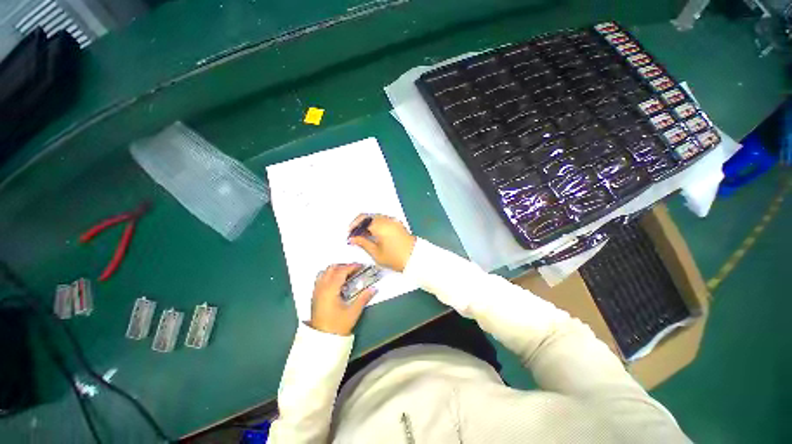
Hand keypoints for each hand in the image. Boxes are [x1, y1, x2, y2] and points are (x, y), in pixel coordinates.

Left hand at [309, 264, 375, 335]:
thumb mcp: (353, 312)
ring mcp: (316, 291)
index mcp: (330, 289)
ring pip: (325, 272)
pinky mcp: (315, 296)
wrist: (322, 340)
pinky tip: (337, 283)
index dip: (352, 266)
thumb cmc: (337, 326)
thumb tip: (373, 289)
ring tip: (346, 275)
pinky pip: (321, 278)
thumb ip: (363, 298)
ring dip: (336, 270)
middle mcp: (322, 287)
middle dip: (344, 266)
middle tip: (355, 270)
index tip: (361, 266)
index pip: (341, 271)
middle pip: (332, 268)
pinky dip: (329, 275)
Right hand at [348, 214, 416, 271]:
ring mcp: (393, 220)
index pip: (362, 219)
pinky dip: (376, 225)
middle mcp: (387, 219)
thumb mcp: (376, 253)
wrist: (416, 259)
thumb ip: (363, 243)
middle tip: (355, 236)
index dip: (353, 226)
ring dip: (368, 224)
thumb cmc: (394, 258)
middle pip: (369, 216)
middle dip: (360, 224)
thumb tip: (352, 238)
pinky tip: (373, 235)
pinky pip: (383, 220)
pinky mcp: (398, 224)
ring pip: (376, 218)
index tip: (349, 235)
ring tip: (363, 237)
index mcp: (380, 225)